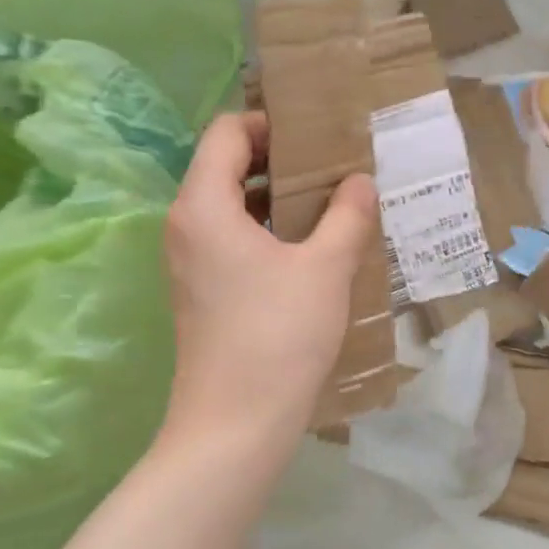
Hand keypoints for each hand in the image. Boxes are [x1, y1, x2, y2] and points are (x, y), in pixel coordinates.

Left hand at [163, 112, 377, 443]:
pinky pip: (235, 237)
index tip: (319, 134)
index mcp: (204, 206)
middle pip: (228, 166)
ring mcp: (192, 260)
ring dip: (281, 196)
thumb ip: (347, 215)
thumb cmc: (278, 335)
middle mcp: (187, 225)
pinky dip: (272, 228)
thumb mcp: (325, 268)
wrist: (235, 426)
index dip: (271, 123)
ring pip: (235, 204)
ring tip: (334, 202)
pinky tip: (317, 245)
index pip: (227, 133)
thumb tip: (360, 181)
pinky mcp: (204, 289)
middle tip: (336, 165)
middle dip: (283, 158)